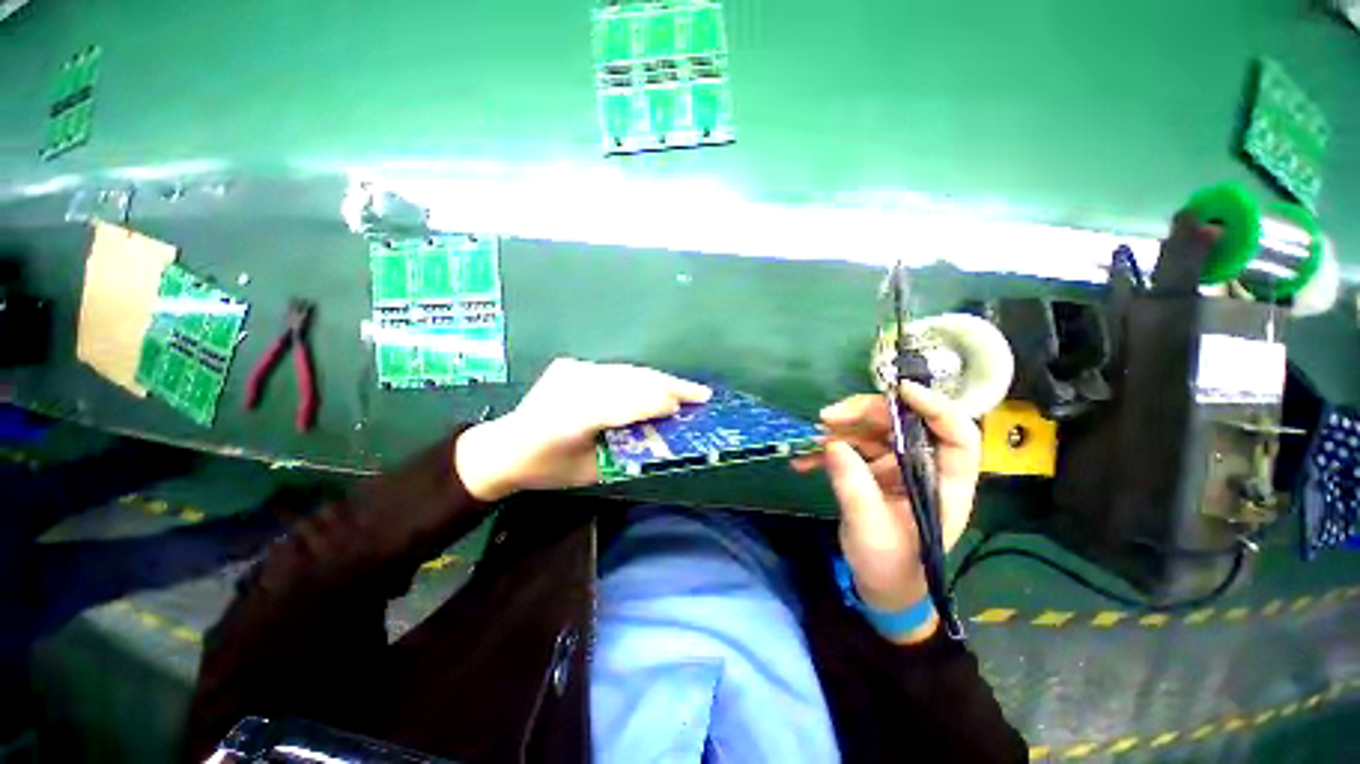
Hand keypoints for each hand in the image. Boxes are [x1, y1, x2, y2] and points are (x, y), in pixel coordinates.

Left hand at [455, 358, 711, 500]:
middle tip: (700, 394)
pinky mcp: (571, 364)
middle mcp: (569, 387)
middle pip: (629, 381)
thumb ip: (625, 452)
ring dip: (659, 380)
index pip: (620, 405)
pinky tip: (656, 384)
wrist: (505, 445)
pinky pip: (615, 371)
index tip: (682, 408)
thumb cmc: (548, 469)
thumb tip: (662, 434)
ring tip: (685, 389)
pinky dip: (640, 378)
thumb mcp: (590, 472)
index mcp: (569, 419)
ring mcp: (570, 371)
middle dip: (668, 386)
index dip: (653, 404)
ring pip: (626, 372)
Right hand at [792, 382, 979, 642]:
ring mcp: (897, 467)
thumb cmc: (889, 565)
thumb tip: (832, 444)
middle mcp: (924, 467)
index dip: (935, 408)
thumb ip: (853, 486)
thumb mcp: (870, 528)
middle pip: (903, 423)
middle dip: (864, 413)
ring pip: (873, 430)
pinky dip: (828, 449)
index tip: (900, 391)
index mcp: (945, 483)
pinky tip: (804, 459)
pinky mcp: (874, 470)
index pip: (956, 436)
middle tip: (826, 417)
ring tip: (810, 439)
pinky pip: (852, 448)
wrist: (880, 587)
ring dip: (839, 430)